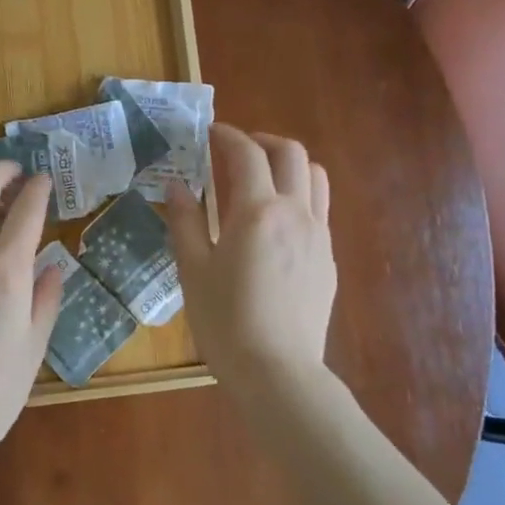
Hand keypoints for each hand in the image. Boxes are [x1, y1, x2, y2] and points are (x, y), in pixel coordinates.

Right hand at [166, 125, 335, 381]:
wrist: (277, 372)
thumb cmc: (225, 321)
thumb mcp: (193, 269)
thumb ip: (185, 221)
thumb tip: (176, 186)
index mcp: (257, 211)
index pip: (247, 154)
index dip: (228, 135)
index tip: (211, 133)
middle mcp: (295, 213)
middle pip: (291, 154)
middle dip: (263, 141)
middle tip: (237, 150)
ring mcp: (318, 236)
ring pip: (315, 177)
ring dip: (289, 164)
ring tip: (263, 177)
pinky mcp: (328, 259)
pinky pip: (319, 209)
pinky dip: (299, 195)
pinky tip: (276, 221)